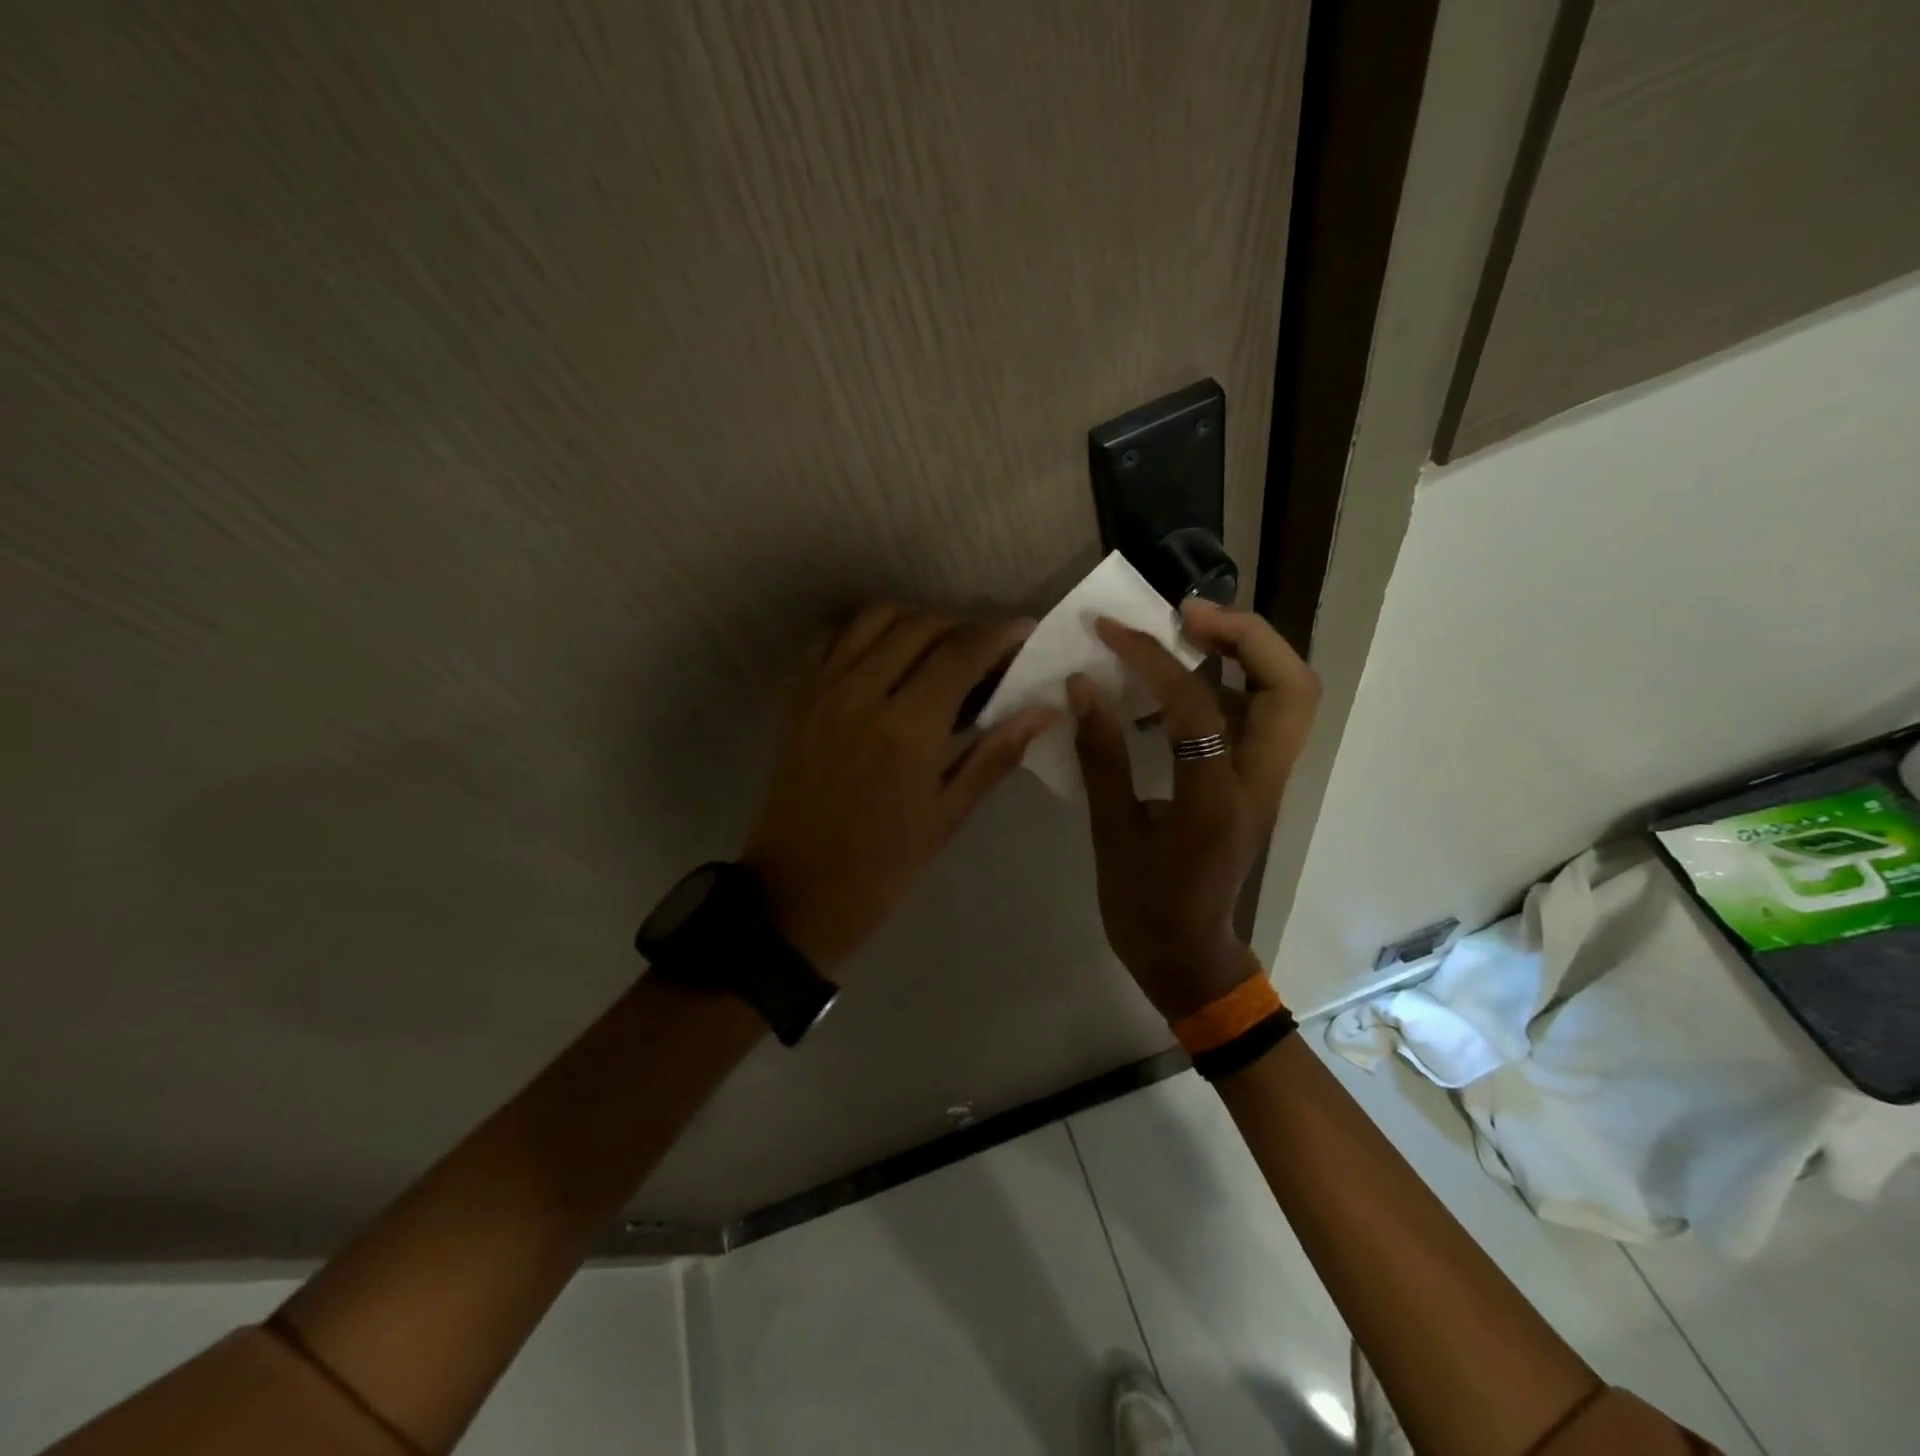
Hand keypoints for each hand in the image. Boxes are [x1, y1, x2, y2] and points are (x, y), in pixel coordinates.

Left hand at [744, 604, 1061, 972]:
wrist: (795, 892)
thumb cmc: (882, 866)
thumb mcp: (947, 815)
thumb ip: (995, 754)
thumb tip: (1045, 712)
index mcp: (907, 729)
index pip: (961, 653)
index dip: (998, 634)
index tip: (1023, 632)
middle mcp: (861, 694)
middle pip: (921, 625)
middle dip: (964, 625)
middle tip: (988, 649)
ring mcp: (822, 690)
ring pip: (875, 618)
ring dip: (917, 620)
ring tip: (941, 647)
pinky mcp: (796, 697)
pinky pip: (833, 638)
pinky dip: (867, 632)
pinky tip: (887, 656)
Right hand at [1070, 598, 1319, 1019]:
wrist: (1190, 960)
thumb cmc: (1145, 908)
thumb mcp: (1112, 835)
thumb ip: (1101, 757)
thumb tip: (1083, 686)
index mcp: (1216, 801)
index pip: (1198, 704)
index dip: (1154, 658)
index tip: (1110, 632)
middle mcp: (1258, 783)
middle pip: (1292, 686)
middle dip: (1245, 635)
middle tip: (1187, 614)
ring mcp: (1266, 784)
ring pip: (1289, 697)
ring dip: (1247, 653)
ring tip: (1188, 632)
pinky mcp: (1255, 785)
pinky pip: (1261, 717)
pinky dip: (1231, 683)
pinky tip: (1182, 686)